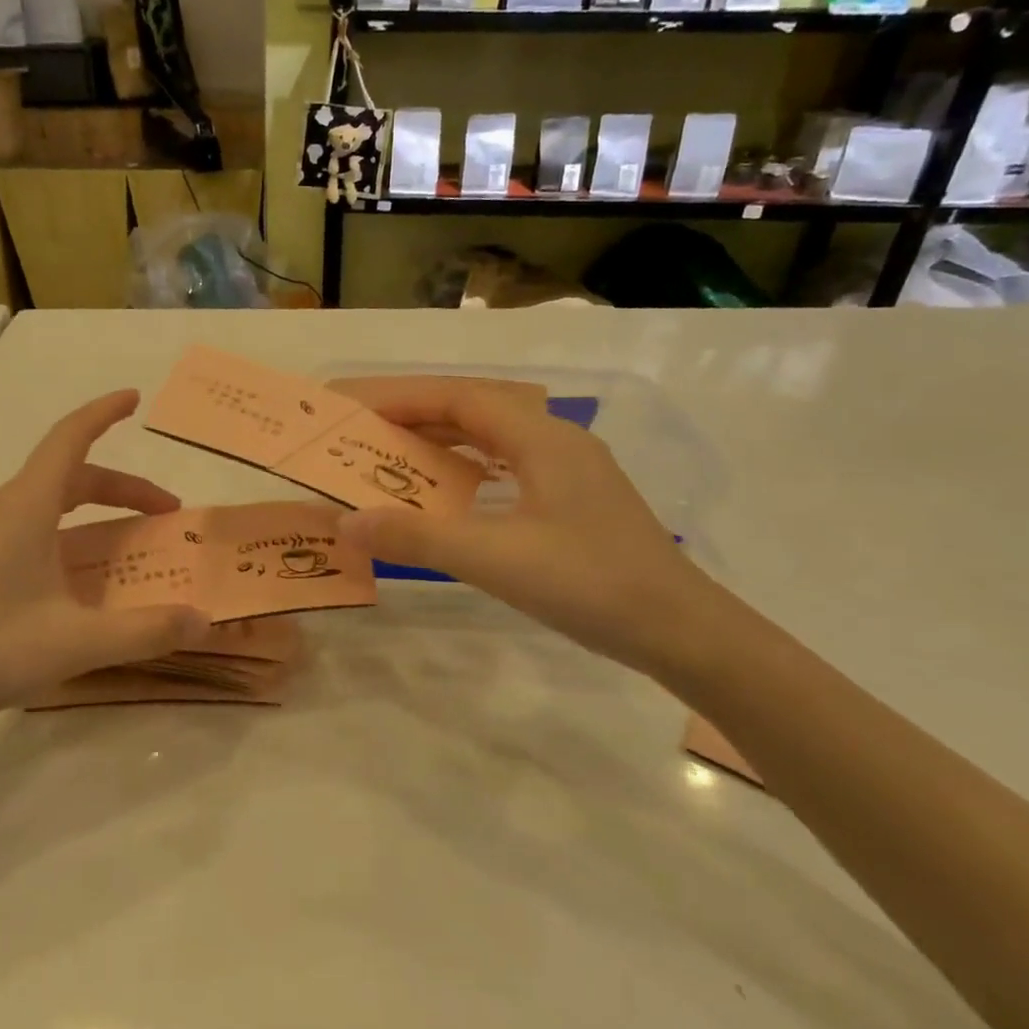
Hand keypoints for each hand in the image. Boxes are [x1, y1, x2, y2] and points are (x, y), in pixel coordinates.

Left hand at [0, 390, 210, 740]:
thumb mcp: (77, 643)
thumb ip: (147, 630)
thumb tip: (204, 620)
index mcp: (24, 507)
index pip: (70, 438)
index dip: (104, 413)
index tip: (134, 399)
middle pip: (68, 476)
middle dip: (122, 489)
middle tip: (164, 514)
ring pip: (44, 502)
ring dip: (91, 513)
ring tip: (123, 546)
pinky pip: (22, 526)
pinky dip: (62, 533)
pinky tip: (69, 577)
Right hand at [330, 376, 720, 677]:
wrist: (680, 631)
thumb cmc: (589, 584)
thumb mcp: (494, 560)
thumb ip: (417, 538)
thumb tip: (347, 523)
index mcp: (542, 440)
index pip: (462, 398)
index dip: (406, 398)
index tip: (359, 409)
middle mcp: (559, 442)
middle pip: (480, 410)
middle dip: (421, 416)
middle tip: (370, 432)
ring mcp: (574, 472)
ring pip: (498, 438)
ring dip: (448, 441)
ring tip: (400, 456)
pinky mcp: (579, 501)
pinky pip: (512, 465)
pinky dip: (473, 469)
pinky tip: (457, 491)